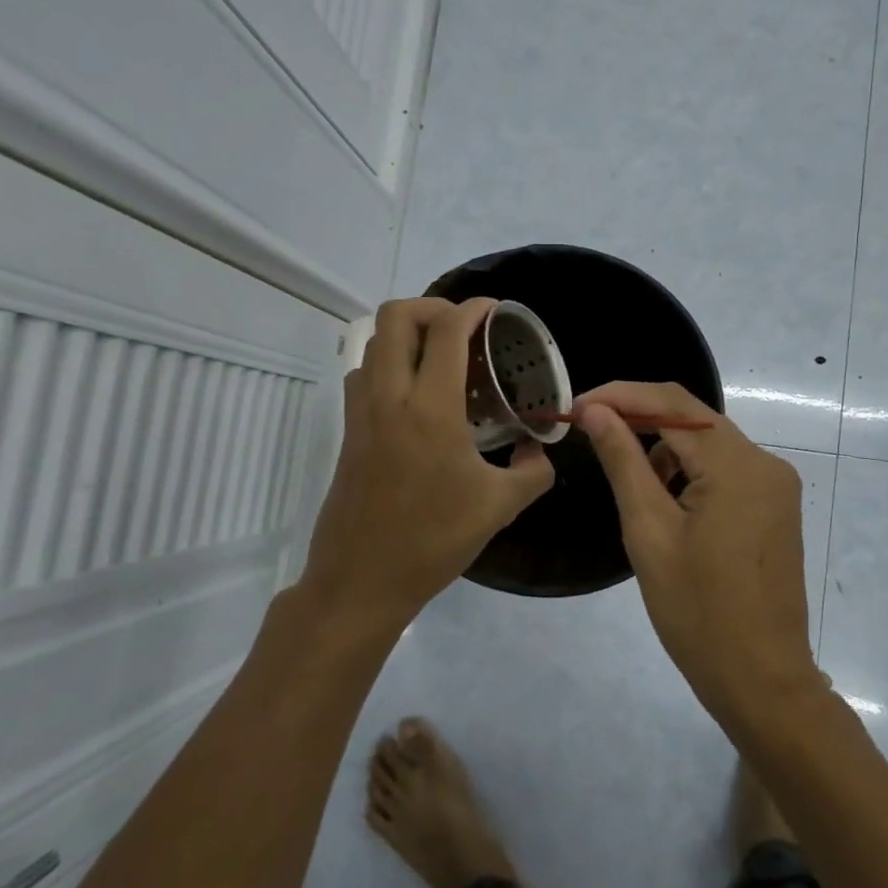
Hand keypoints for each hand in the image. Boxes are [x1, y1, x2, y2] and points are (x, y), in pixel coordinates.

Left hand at [299, 297, 555, 624]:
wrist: (361, 580)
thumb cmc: (433, 541)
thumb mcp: (500, 507)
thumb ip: (533, 471)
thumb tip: (539, 450)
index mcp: (429, 408)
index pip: (446, 330)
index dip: (472, 309)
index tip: (494, 310)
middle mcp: (388, 397)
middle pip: (396, 316)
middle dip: (432, 307)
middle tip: (464, 328)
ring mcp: (361, 413)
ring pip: (373, 343)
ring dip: (406, 335)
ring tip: (441, 358)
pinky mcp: (348, 431)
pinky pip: (364, 374)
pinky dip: (388, 364)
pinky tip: (417, 397)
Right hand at [575, 382, 819, 720]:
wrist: (761, 680)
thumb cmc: (697, 611)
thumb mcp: (649, 531)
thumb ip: (623, 461)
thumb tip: (595, 411)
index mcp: (738, 465)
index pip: (672, 403)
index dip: (620, 396)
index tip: (575, 406)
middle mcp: (765, 462)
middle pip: (693, 418)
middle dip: (638, 419)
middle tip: (588, 431)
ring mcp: (775, 485)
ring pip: (707, 443)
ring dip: (664, 449)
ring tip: (629, 484)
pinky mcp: (774, 505)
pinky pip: (724, 469)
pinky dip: (688, 472)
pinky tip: (665, 503)